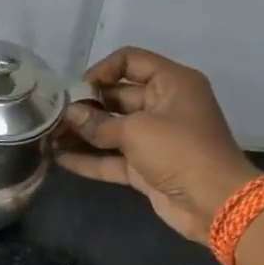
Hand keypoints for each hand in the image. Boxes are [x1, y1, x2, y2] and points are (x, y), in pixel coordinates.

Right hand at [57, 46, 256, 244]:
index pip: (131, 61)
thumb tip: (70, 116)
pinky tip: (60, 159)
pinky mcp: (146, 168)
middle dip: (86, 106)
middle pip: (117, 97)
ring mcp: (154, 139)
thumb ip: (99, 123)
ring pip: (112, 130)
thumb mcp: (138, 131)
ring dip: (83, 133)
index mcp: (171, 83)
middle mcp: (163, 106)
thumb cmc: (180, 152)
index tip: (78, 89)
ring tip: (49, 137)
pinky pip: (113, 158)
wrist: (213, 202)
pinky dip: (90, 159)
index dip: (102, 70)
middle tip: (54, 116)